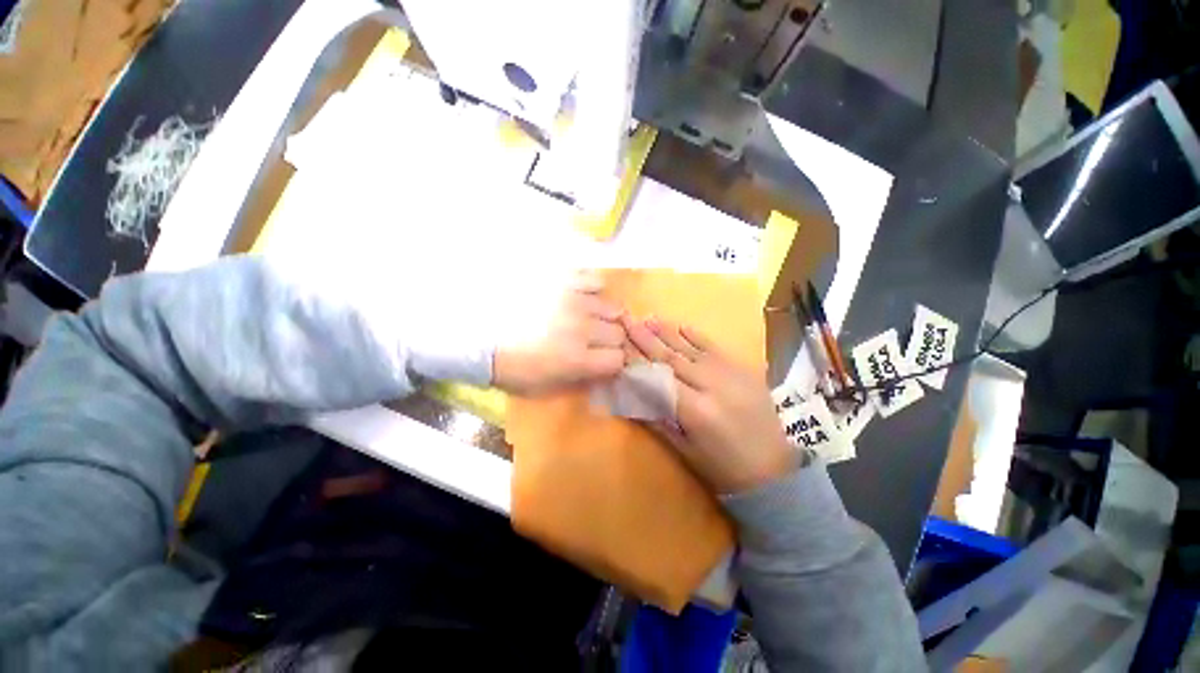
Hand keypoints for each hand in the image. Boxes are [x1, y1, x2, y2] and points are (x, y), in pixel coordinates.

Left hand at [493, 272, 626, 395]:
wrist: (477, 330)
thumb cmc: (509, 365)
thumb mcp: (544, 387)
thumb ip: (580, 381)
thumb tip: (604, 373)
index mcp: (577, 360)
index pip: (618, 359)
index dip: (613, 362)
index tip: (604, 360)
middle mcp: (582, 328)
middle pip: (619, 333)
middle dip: (610, 340)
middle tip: (595, 340)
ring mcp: (574, 301)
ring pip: (613, 307)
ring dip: (604, 317)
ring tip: (589, 318)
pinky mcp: (563, 280)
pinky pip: (595, 281)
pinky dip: (593, 291)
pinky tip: (581, 297)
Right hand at [623, 316, 796, 493]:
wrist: (774, 471)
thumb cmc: (722, 467)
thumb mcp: (684, 450)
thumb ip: (656, 420)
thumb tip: (631, 395)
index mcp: (695, 410)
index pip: (658, 377)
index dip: (636, 360)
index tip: (619, 345)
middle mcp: (711, 385)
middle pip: (671, 357)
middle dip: (647, 339)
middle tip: (628, 321)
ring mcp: (730, 374)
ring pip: (691, 348)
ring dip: (667, 333)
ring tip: (648, 318)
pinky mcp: (743, 370)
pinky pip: (715, 348)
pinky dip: (697, 336)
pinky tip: (682, 325)